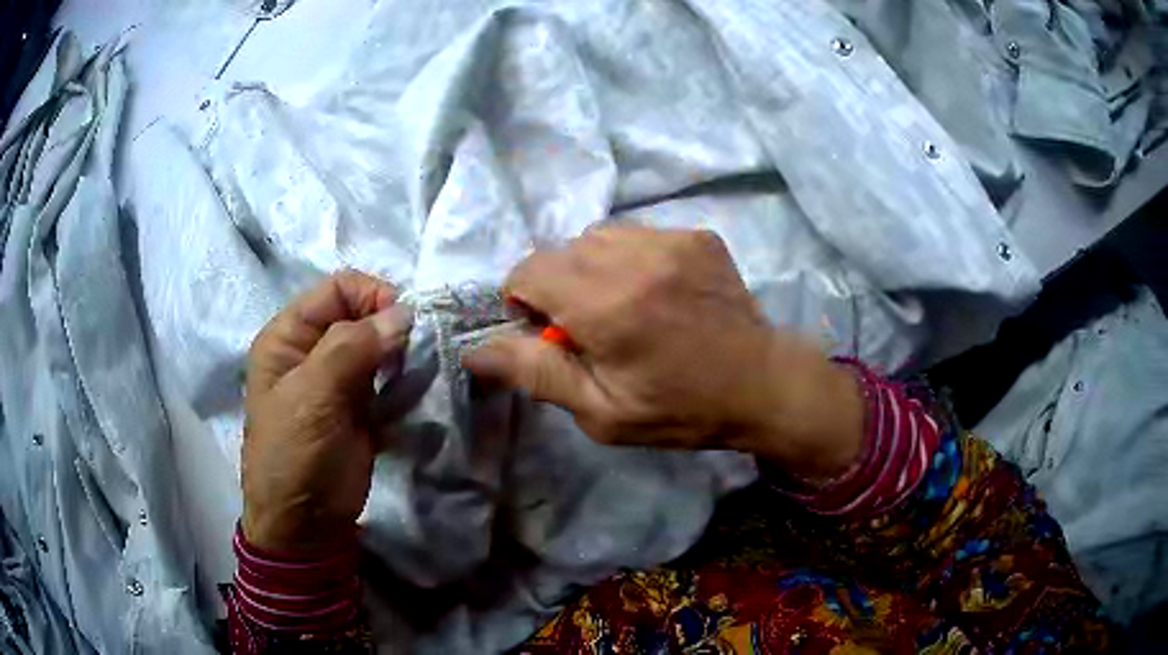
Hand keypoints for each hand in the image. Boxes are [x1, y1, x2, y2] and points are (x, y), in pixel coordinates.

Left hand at [242, 271, 411, 552]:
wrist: (306, 524)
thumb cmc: (294, 456)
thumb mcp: (312, 397)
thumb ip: (352, 348)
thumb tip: (402, 313)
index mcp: (289, 336)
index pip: (337, 289)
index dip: (372, 295)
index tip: (405, 321)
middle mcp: (313, 351)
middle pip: (361, 315)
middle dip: (393, 326)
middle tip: (420, 351)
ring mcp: (338, 381)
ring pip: (379, 347)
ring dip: (403, 355)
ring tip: (421, 375)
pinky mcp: (361, 409)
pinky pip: (389, 381)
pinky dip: (406, 383)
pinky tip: (417, 396)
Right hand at [462, 225, 863, 478]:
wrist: (762, 384)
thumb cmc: (679, 409)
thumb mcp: (601, 412)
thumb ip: (535, 373)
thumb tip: (473, 350)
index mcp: (607, 306)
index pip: (528, 270)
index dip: (525, 302)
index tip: (552, 334)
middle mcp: (636, 257)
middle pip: (560, 250)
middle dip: (558, 287)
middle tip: (592, 327)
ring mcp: (672, 239)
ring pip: (597, 236)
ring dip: (593, 268)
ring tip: (625, 306)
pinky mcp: (697, 234)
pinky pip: (638, 234)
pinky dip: (630, 259)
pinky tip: (658, 292)